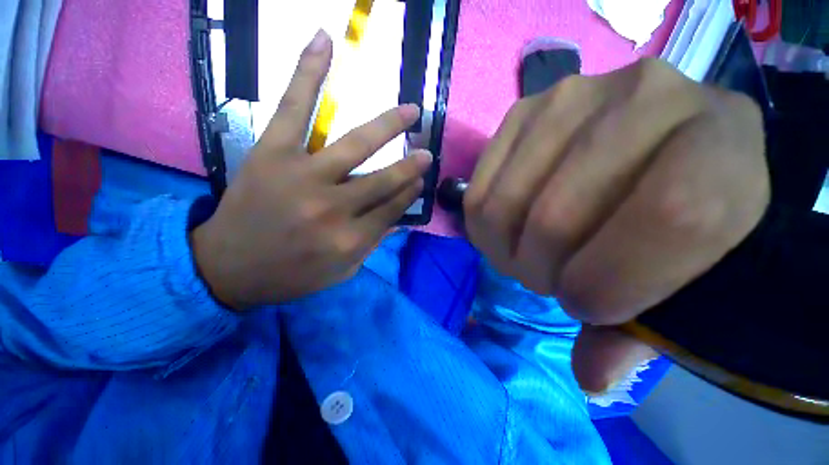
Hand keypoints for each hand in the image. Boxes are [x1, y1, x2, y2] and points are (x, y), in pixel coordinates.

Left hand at [191, 30, 430, 309]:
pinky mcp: (272, 153)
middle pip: (383, 180)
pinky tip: (324, 41)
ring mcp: (302, 177)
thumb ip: (372, 244)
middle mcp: (333, 209)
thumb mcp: (341, 271)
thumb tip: (400, 219)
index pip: (393, 209)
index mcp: (350, 239)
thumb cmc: (292, 274)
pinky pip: (294, 107)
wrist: (228, 268)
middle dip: (410, 166)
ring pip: (355, 145)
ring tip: (410, 111)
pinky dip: (309, 72)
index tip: (420, 181)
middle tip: (426, 152)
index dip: (410, 193)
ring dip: (388, 126)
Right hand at [464, 58, 769, 391]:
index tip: (587, 307)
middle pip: (559, 216)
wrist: (650, 143)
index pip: (672, 217)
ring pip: (504, 205)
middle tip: (551, 278)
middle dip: (543, 272)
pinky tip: (507, 229)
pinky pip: (479, 191)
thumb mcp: (686, 275)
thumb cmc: (684, 214)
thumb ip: (642, 333)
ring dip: (507, 250)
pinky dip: (484, 226)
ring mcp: (567, 98)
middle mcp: (644, 96)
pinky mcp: (518, 113)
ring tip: (527, 253)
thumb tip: (592, 380)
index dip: (612, 282)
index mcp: (721, 140)